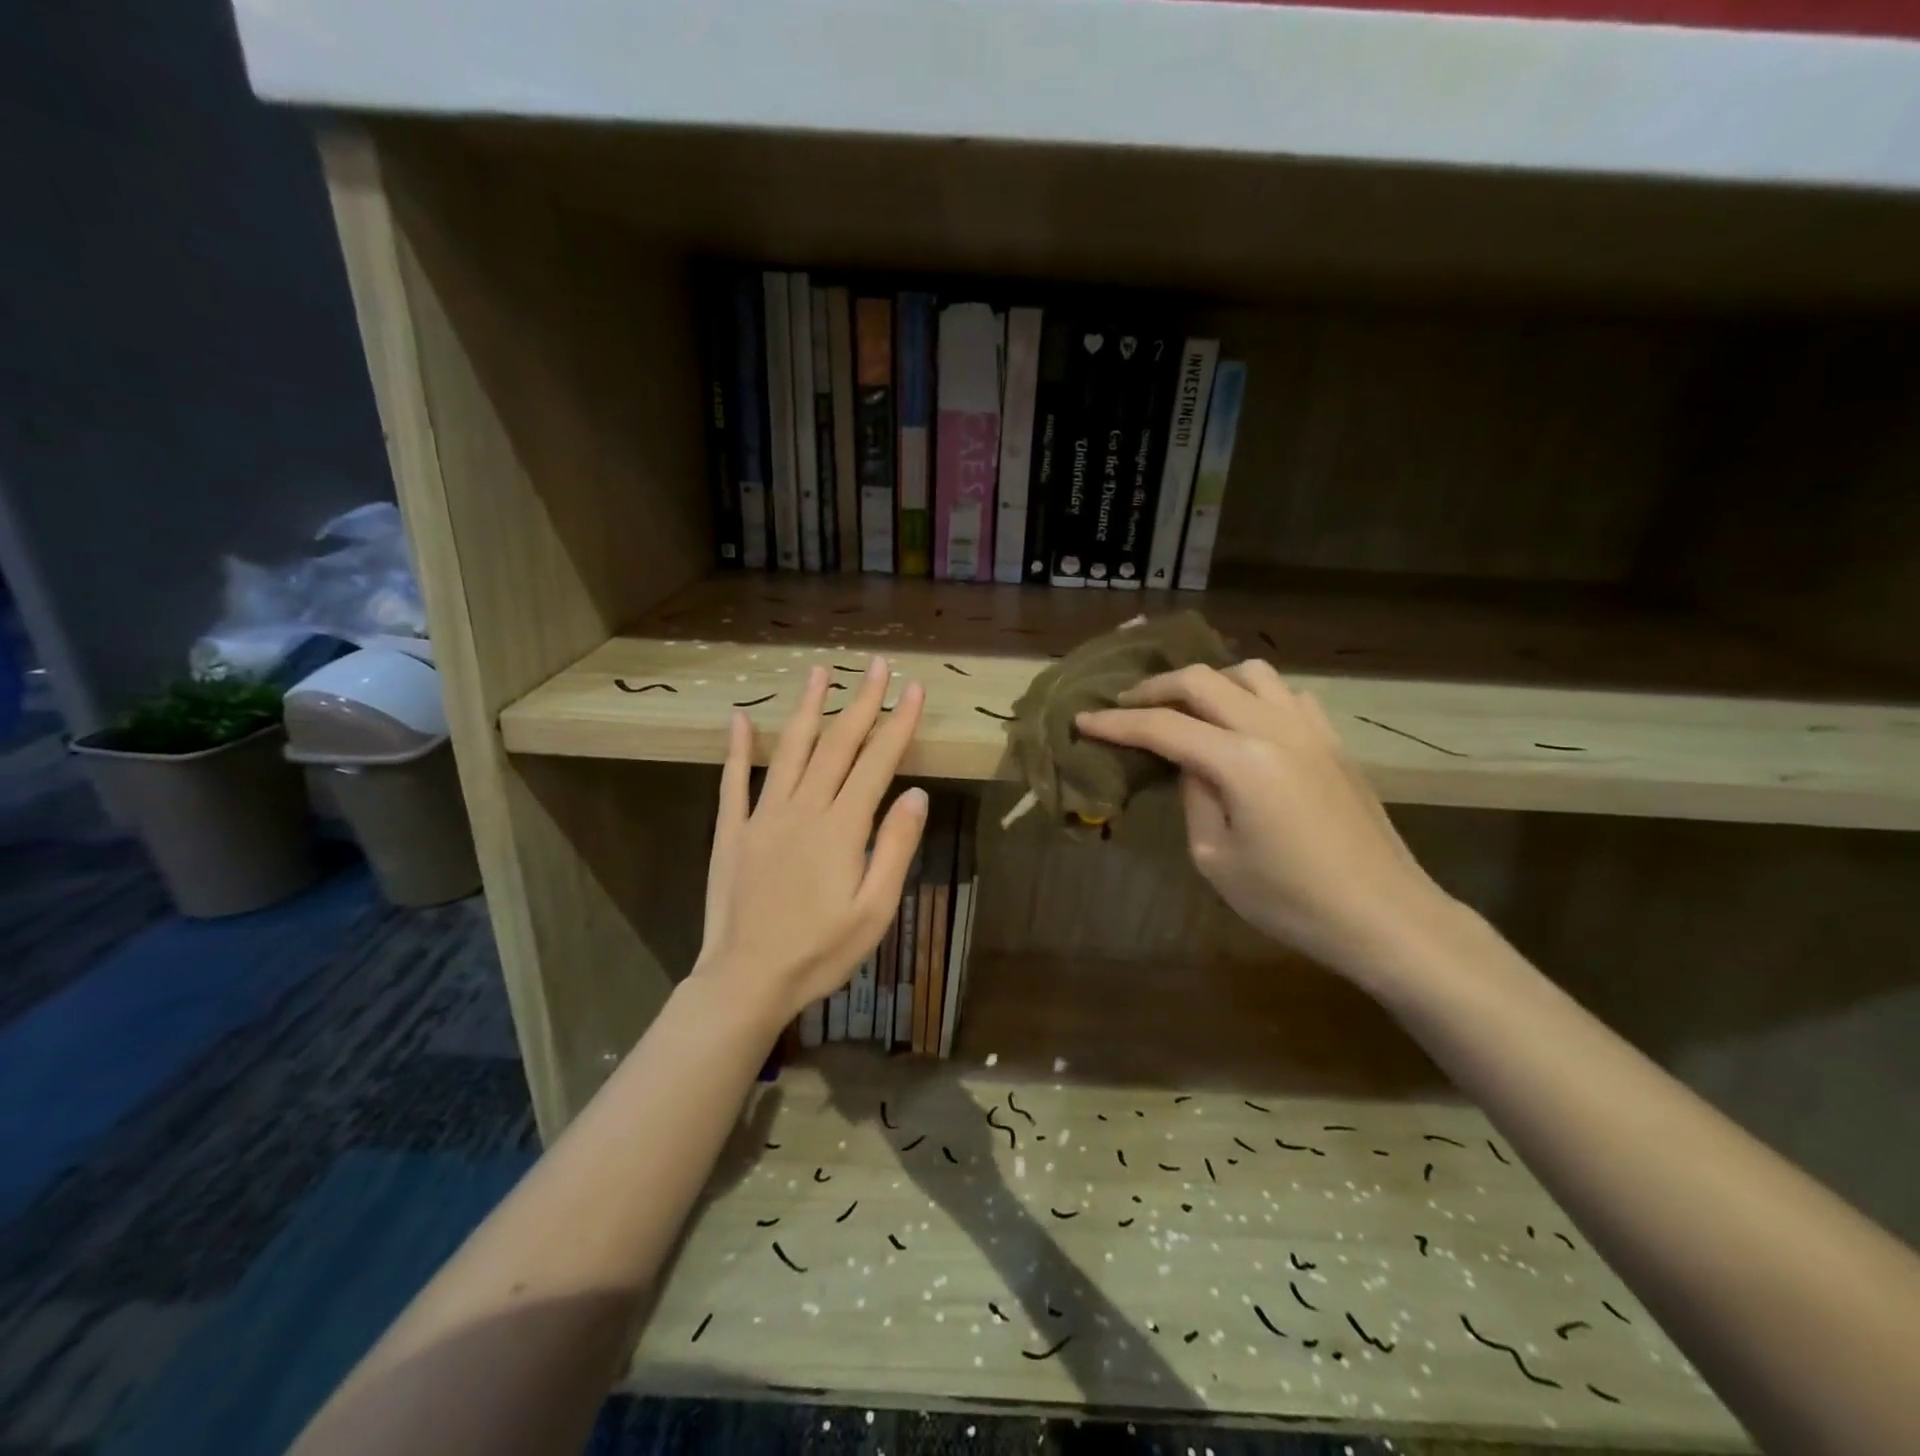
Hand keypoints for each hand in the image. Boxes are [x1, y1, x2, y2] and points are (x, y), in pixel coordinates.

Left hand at [692, 658, 927, 1027]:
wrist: (746, 980)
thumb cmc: (820, 951)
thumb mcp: (875, 910)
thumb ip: (894, 847)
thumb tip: (916, 793)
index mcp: (842, 828)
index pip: (877, 762)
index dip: (898, 723)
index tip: (914, 689)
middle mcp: (803, 808)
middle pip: (838, 744)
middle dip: (861, 701)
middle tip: (875, 665)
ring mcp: (763, 816)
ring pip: (791, 750)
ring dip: (807, 708)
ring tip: (818, 671)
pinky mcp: (733, 831)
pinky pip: (734, 781)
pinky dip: (738, 748)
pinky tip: (740, 719)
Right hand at [1077, 661, 1453, 982]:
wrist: (1384, 916)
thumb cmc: (1291, 900)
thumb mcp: (1216, 859)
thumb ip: (1195, 798)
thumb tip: (1191, 764)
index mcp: (1240, 761)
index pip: (1162, 726)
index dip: (1117, 723)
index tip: (1083, 721)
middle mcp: (1274, 728)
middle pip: (1202, 681)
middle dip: (1155, 688)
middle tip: (1126, 706)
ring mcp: (1311, 729)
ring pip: (1250, 673)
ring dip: (1209, 682)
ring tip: (1188, 708)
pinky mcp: (1333, 741)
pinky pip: (1287, 694)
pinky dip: (1254, 695)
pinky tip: (1246, 722)